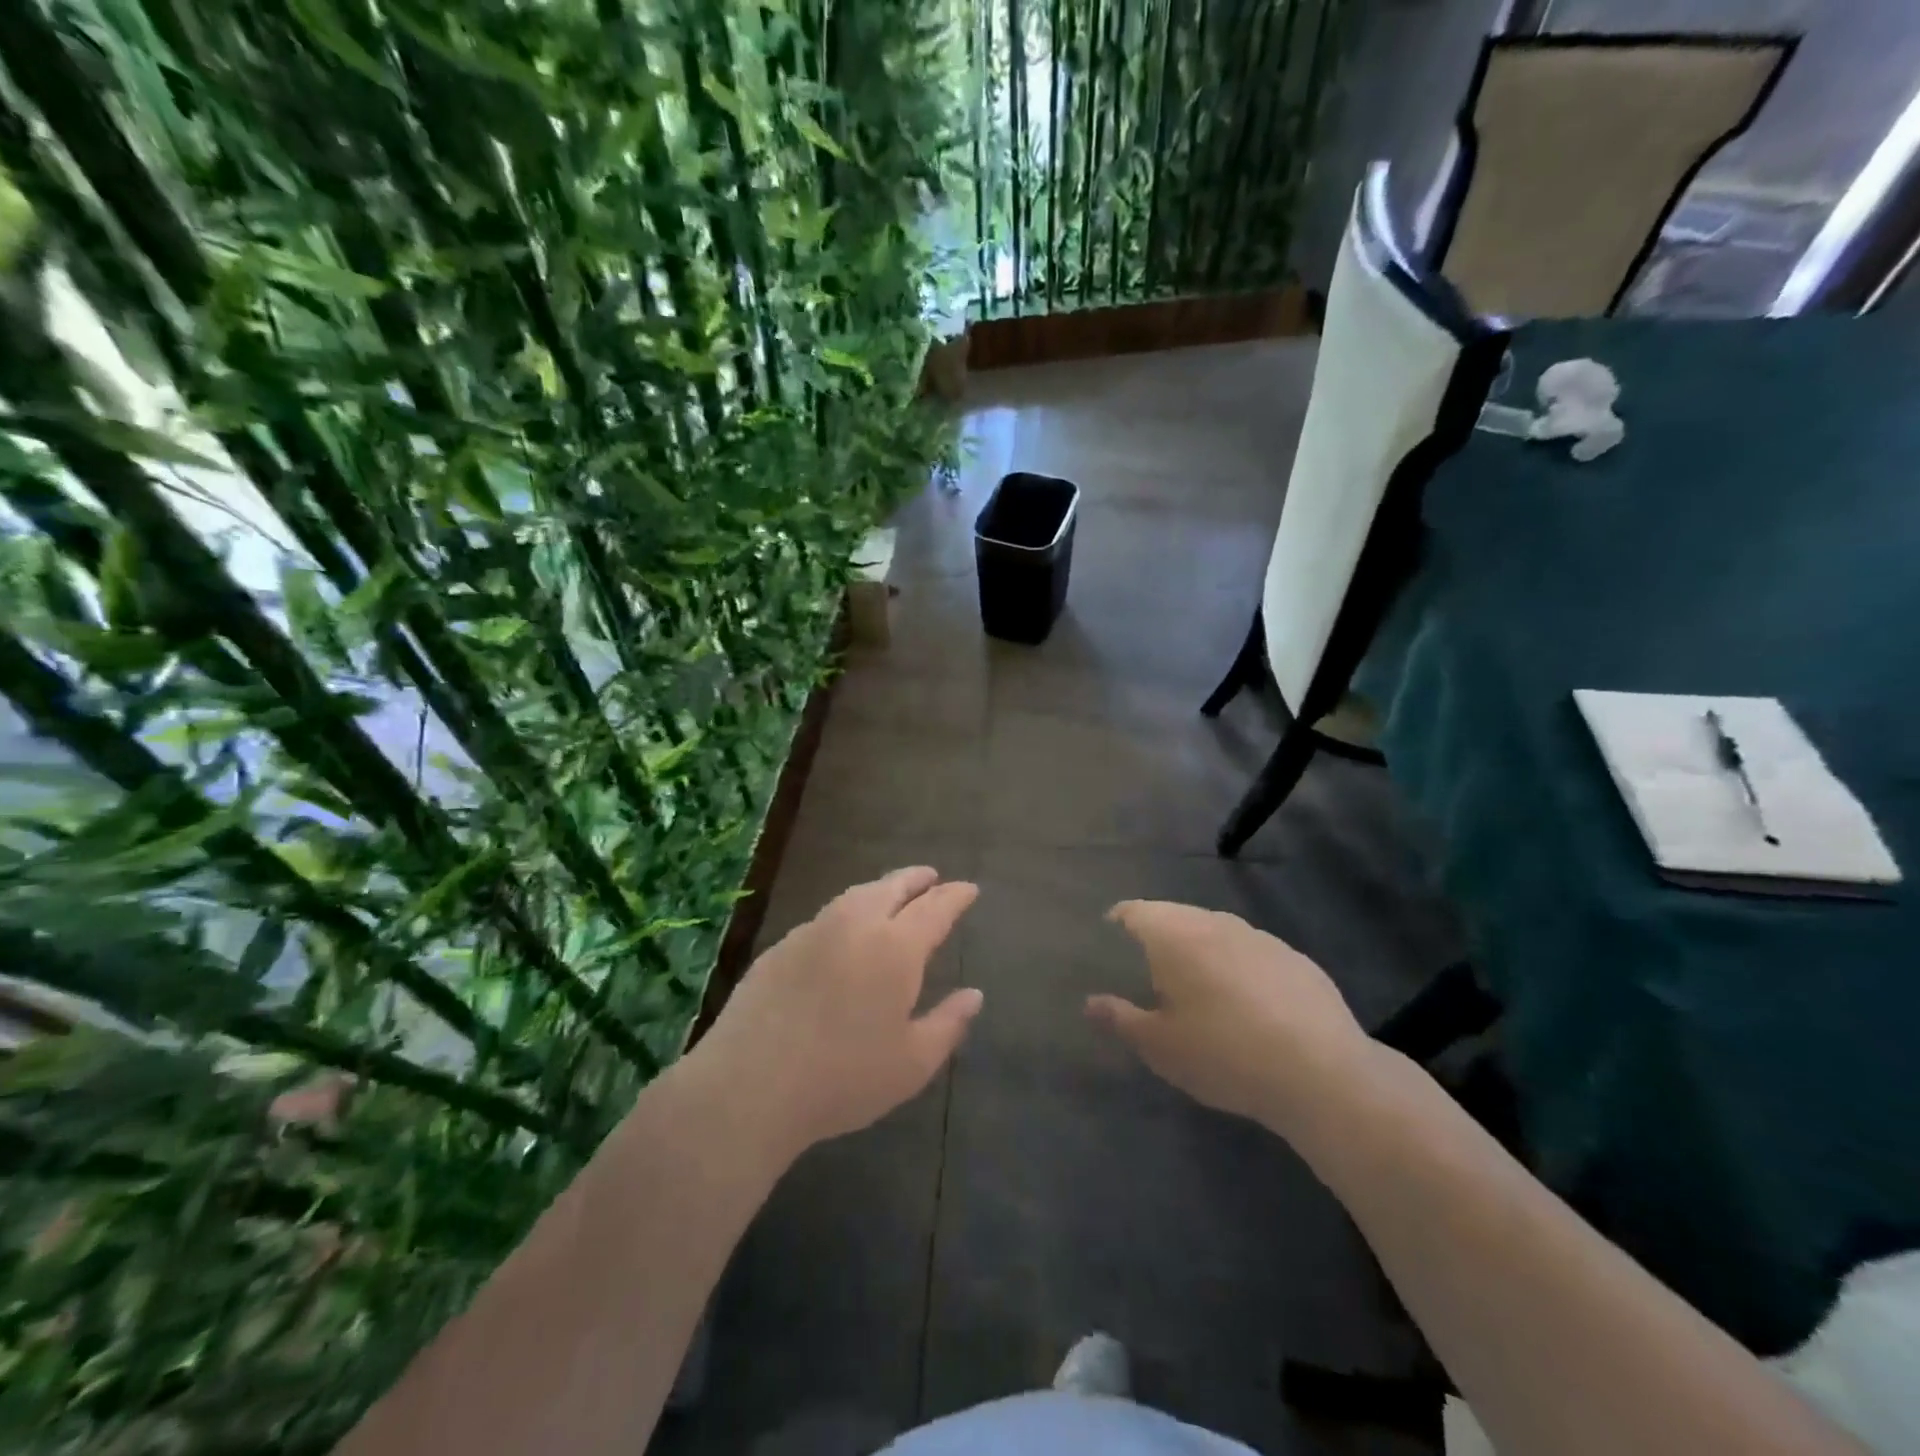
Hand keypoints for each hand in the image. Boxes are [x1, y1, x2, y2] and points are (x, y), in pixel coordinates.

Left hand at [696, 867, 981, 1156]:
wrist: (750, 1085)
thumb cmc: (843, 1078)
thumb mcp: (912, 1063)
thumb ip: (948, 1024)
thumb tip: (974, 994)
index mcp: (896, 948)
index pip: (935, 908)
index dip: (955, 896)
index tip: (969, 889)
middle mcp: (856, 925)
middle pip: (892, 887)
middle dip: (917, 879)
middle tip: (932, 877)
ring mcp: (813, 932)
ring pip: (855, 895)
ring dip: (881, 889)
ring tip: (892, 894)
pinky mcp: (781, 947)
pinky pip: (826, 917)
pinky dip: (848, 912)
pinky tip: (844, 931)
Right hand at [1086, 901, 1378, 1141]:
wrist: (1322, 1072)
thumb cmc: (1224, 1054)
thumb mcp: (1160, 1047)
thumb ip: (1120, 1019)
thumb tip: (1091, 1002)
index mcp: (1174, 935)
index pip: (1134, 911)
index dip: (1117, 923)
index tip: (1108, 945)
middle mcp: (1215, 922)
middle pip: (1175, 916)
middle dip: (1158, 938)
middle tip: (1149, 974)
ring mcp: (1259, 937)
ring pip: (1216, 931)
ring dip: (1201, 950)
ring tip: (1198, 989)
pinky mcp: (1295, 958)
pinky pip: (1252, 953)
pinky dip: (1238, 967)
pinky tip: (1248, 1005)